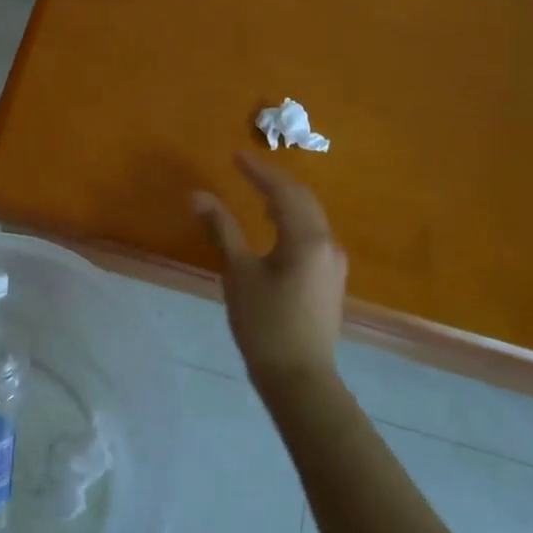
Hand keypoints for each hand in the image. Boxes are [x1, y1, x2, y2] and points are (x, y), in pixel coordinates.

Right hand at [193, 153, 347, 390]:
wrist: (299, 377)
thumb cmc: (264, 323)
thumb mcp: (238, 273)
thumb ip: (222, 229)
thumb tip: (199, 195)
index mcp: (307, 238)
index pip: (283, 191)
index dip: (258, 171)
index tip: (235, 155)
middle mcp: (327, 244)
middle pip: (303, 200)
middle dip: (274, 182)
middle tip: (246, 169)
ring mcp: (333, 263)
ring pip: (310, 218)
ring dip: (285, 201)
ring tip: (257, 194)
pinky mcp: (330, 279)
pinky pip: (312, 235)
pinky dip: (292, 222)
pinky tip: (274, 229)